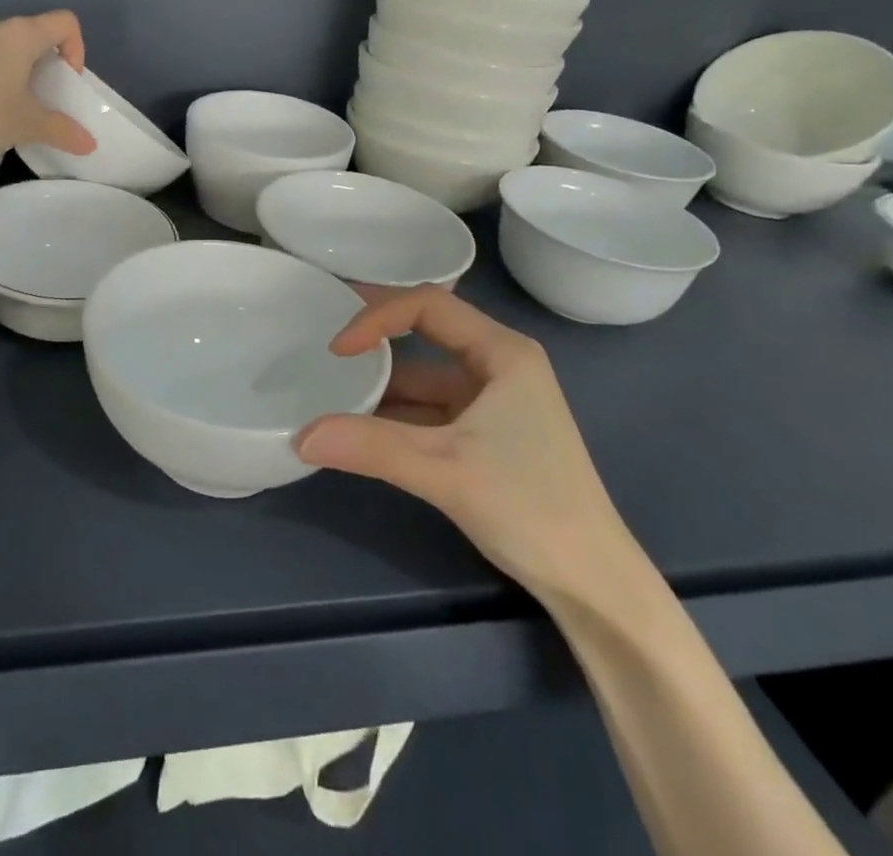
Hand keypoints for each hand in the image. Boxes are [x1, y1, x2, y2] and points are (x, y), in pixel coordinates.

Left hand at [0, 12, 98, 160]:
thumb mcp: (27, 124)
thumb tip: (89, 144)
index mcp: (21, 33)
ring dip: (17, 71)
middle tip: (44, 98)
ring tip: (14, 106)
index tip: (67, 81)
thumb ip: (61, 130)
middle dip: (46, 65)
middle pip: (34, 35)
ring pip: (5, 47)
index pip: (65, 23)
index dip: (77, 49)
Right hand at [294, 288, 636, 605]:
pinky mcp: (485, 434)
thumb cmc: (529, 506)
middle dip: (376, 337)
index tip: (338, 350)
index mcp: (503, 352)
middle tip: (325, 345)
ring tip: (331, 391)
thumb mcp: (443, 470)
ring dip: (382, 384)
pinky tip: (360, 428)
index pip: (428, 306)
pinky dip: (395, 415)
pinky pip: (429, 409)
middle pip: (426, 330)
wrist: (593, 585)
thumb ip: (369, 446)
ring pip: (424, 375)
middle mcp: (499, 364)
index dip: (378, 317)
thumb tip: (299, 436)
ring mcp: (493, 400)